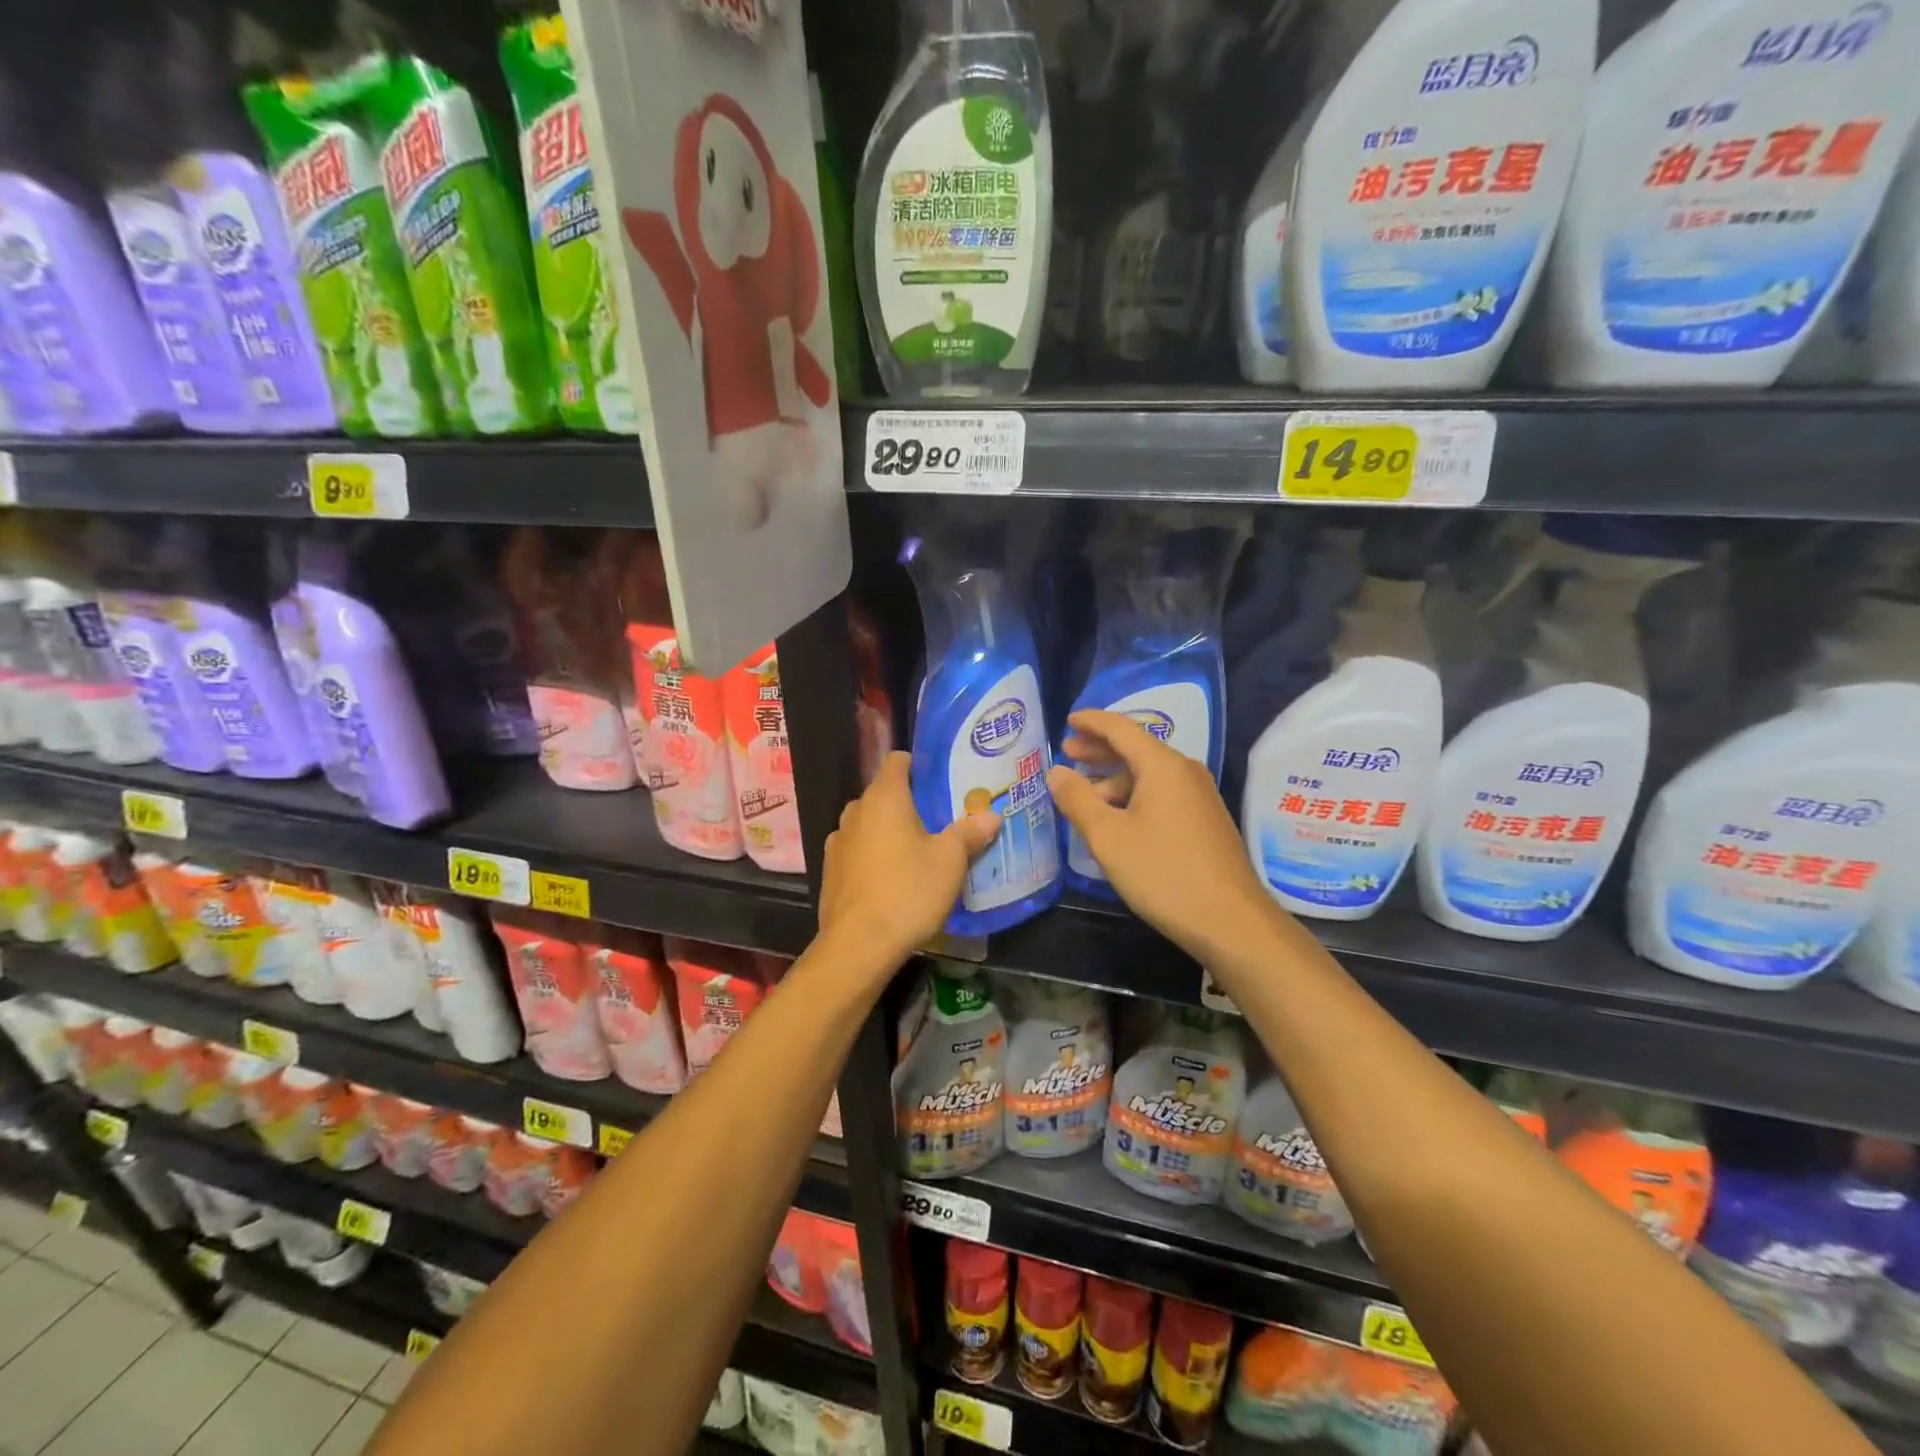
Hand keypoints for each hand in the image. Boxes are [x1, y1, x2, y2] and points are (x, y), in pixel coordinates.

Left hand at [819, 752, 1000, 973]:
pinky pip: (857, 851)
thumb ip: (969, 833)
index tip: (940, 781)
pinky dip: (873, 856)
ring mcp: (838, 841)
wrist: (858, 945)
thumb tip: (990, 815)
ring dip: (888, 831)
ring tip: (916, 851)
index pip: (897, 760)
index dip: (918, 765)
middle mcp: (856, 811)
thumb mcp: (950, 862)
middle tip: (939, 820)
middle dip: (908, 803)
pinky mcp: (830, 871)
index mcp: (884, 798)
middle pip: (883, 794)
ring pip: (868, 824)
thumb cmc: (908, 891)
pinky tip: (891, 879)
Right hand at [1048, 709, 1277, 964]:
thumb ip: (1077, 800)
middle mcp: (1185, 772)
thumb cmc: (1163, 873)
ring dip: (1115, 778)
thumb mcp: (1108, 837)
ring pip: (1149, 775)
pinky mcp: (1205, 821)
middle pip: (1136, 749)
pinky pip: (1162, 794)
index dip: (1091, 722)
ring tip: (1084, 795)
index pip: (1121, 728)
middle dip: (1100, 749)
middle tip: (1068, 751)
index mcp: (1163, 766)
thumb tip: (1056, 772)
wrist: (1231, 921)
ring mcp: (1199, 797)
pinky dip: (1134, 796)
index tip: (1067, 719)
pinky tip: (1116, 819)